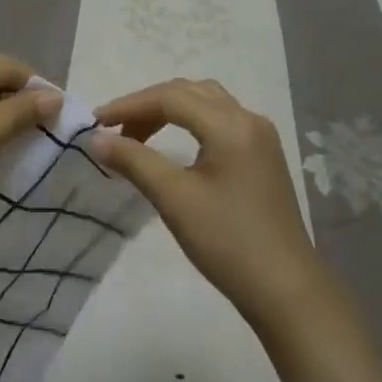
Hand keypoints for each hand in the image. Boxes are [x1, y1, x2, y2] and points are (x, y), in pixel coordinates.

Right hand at [92, 79, 323, 332]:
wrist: (286, 289)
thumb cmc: (227, 242)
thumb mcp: (174, 199)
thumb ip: (134, 161)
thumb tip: (96, 139)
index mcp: (230, 124)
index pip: (170, 98)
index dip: (129, 105)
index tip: (96, 122)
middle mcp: (248, 119)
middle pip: (189, 92)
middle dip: (148, 105)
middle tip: (115, 130)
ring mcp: (261, 136)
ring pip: (207, 102)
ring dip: (170, 110)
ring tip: (139, 136)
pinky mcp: (264, 155)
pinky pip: (221, 120)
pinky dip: (191, 122)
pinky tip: (175, 147)